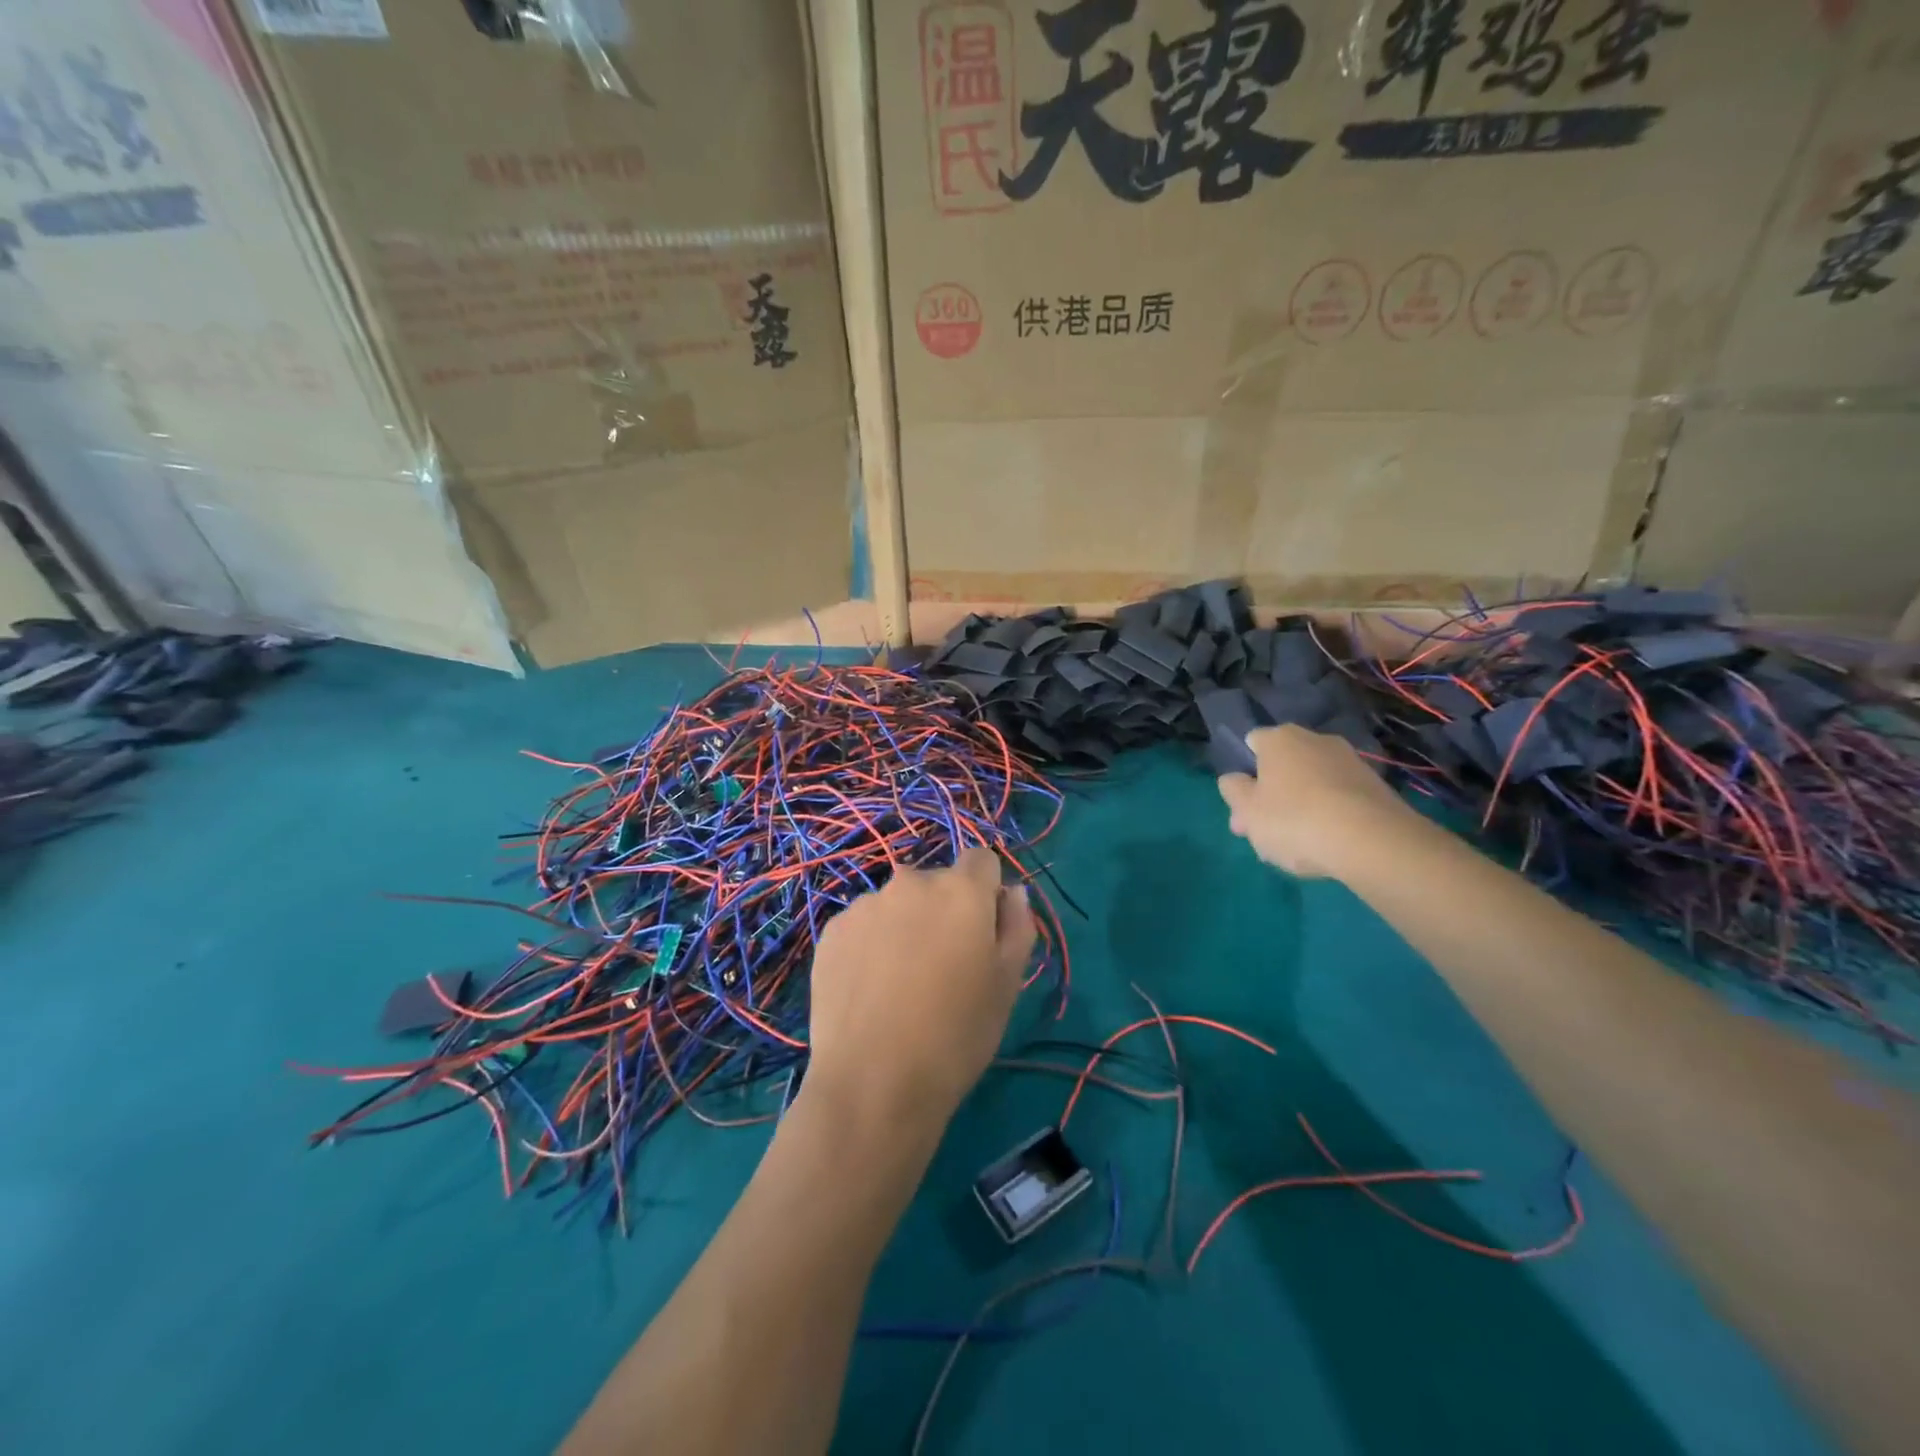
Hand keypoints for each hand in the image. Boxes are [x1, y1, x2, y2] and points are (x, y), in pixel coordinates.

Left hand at [805, 847, 1033, 1132]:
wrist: (873, 1082)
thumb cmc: (956, 1035)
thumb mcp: (1007, 984)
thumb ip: (1017, 925)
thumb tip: (1011, 892)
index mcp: (961, 890)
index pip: (982, 860)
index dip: (986, 891)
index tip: (982, 932)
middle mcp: (911, 882)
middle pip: (937, 882)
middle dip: (944, 911)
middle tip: (943, 967)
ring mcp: (866, 905)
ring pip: (897, 905)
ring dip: (905, 926)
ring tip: (901, 984)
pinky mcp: (832, 931)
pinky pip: (863, 926)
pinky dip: (871, 945)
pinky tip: (870, 990)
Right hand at [1217, 724, 1416, 878]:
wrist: (1372, 842)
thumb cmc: (1294, 820)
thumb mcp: (1247, 811)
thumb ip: (1233, 791)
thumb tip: (1234, 779)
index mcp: (1279, 738)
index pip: (1253, 743)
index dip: (1244, 772)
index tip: (1243, 804)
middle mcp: (1315, 739)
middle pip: (1283, 766)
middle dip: (1271, 795)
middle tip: (1263, 833)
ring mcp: (1350, 761)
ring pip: (1311, 783)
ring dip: (1300, 806)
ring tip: (1296, 846)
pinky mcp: (1376, 786)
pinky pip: (1339, 798)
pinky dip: (1329, 815)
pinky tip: (1326, 844)